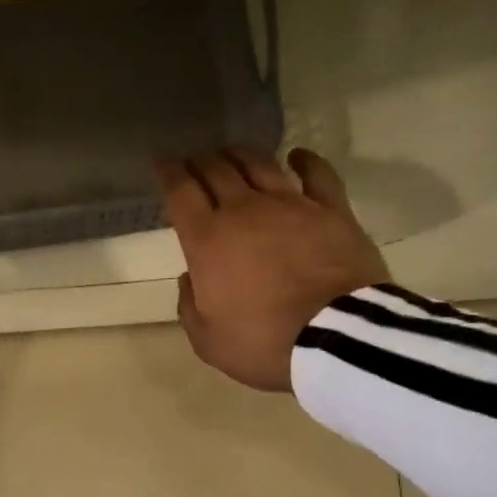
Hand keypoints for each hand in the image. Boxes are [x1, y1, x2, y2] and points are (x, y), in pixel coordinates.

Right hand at [157, 148, 388, 392]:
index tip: (162, 162)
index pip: (180, 192)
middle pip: (216, 170)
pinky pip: (316, 173)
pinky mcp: (331, 209)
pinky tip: (296, 156)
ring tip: (232, 154)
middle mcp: (244, 210)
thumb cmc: (263, 343)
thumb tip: (191, 278)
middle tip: (195, 162)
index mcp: (207, 240)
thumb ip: (189, 306)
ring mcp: (291, 204)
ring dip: (241, 155)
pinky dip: (304, 160)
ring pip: (260, 164)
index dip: (168, 173)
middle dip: (200, 161)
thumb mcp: (208, 340)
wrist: (334, 338)